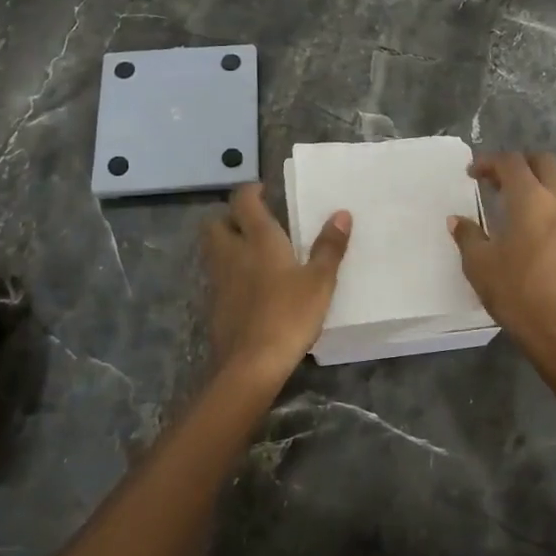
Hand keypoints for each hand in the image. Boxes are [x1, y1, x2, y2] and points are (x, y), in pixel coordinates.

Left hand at [202, 184, 351, 386]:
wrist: (251, 364)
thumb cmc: (289, 315)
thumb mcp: (319, 281)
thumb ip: (329, 247)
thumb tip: (342, 213)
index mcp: (258, 239)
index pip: (243, 201)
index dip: (250, 191)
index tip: (264, 191)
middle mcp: (232, 253)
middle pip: (215, 223)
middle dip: (229, 217)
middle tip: (253, 223)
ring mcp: (219, 280)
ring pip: (213, 250)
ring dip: (227, 244)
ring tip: (253, 252)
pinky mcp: (214, 305)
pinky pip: (217, 277)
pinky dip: (229, 273)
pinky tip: (249, 287)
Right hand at [450, 152, 555, 370]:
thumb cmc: (517, 292)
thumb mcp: (480, 264)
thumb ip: (467, 236)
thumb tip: (458, 220)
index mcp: (531, 199)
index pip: (511, 162)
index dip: (489, 162)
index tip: (471, 173)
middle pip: (543, 162)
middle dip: (517, 164)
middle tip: (494, 181)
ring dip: (535, 181)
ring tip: (510, 201)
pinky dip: (547, 200)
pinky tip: (529, 223)